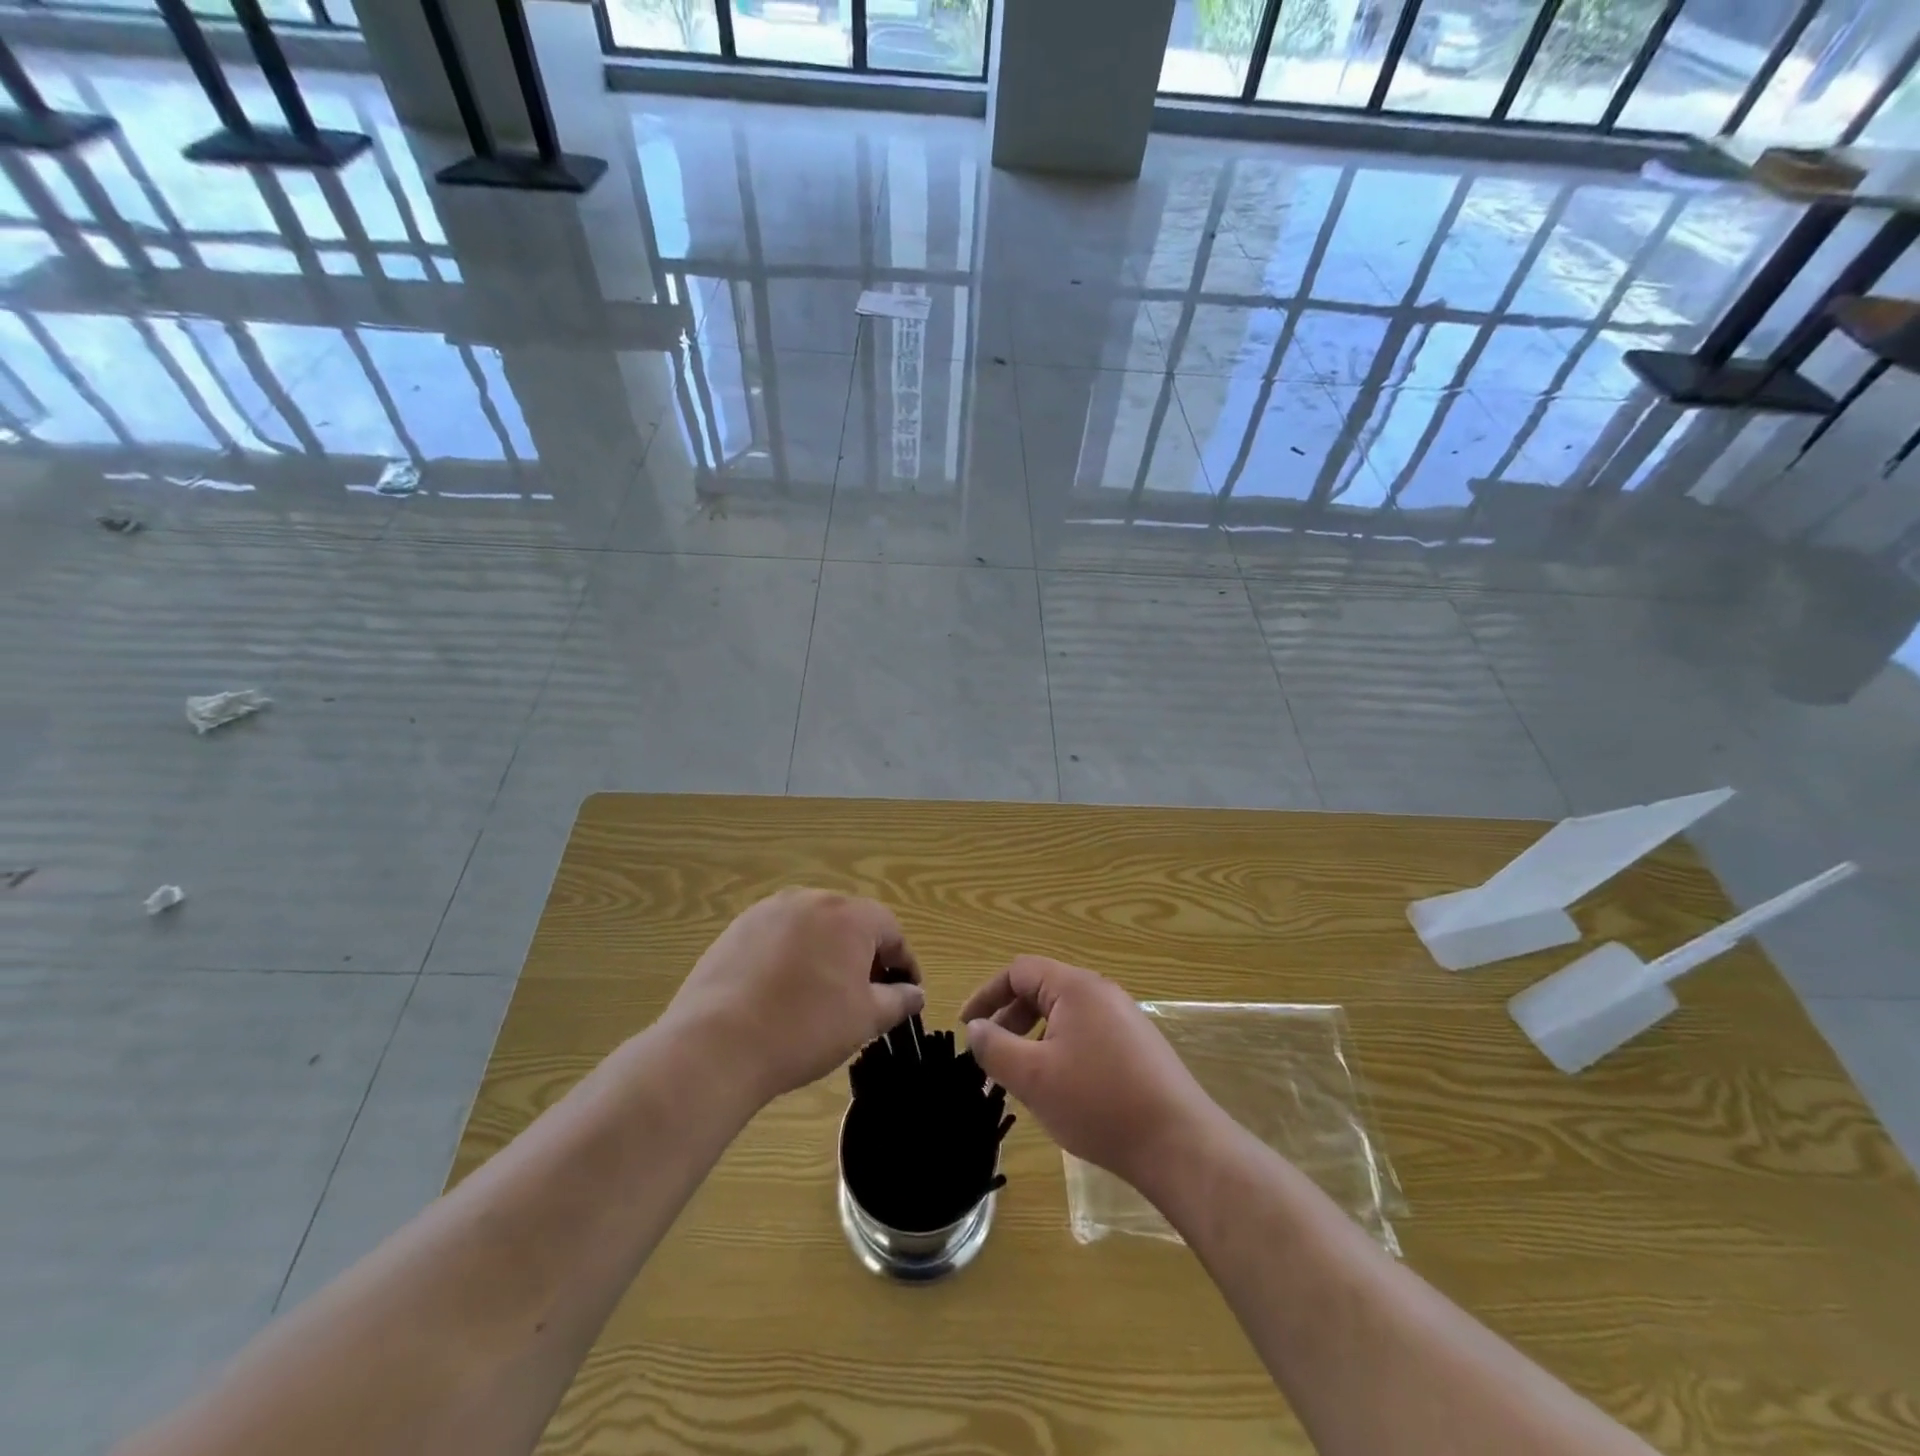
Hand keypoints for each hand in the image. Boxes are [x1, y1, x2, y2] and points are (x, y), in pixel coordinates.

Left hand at [665, 889, 924, 1103]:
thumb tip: (915, 993)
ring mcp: (768, 911)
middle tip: (866, 996)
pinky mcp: (736, 929)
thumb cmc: (805, 1028)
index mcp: (848, 915)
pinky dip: (791, 958)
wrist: (717, 1044)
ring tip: (822, 995)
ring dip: (826, 954)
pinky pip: (778, 937)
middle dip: (864, 955)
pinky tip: (782, 993)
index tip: (905, 993)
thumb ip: (898, 1000)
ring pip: (812, 928)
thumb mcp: (865, 1019)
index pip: (890, 929)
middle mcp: (810, 899)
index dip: (903, 962)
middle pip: (850, 922)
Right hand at [961, 956, 1218, 1193]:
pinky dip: (1060, 1051)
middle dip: (1009, 1019)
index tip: (967, 1027)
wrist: (1179, 1143)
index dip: (987, 995)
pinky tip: (1060, 1090)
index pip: (1019, 971)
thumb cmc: (1098, 1103)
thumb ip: (995, 1048)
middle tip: (990, 1056)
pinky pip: (1086, 1035)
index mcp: (1075, 987)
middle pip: (1042, 990)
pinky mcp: (1138, 1047)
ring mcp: (1124, 1019)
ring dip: (1033, 1039)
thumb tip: (976, 1029)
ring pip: (1064, 1016)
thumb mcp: (1034, 1077)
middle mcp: (1101, 993)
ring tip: (1021, 1077)